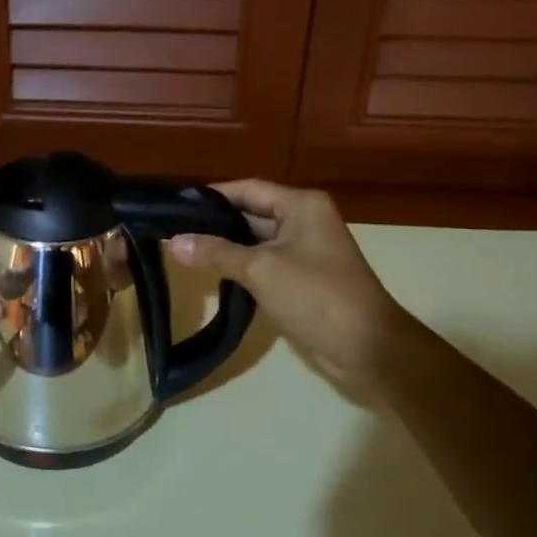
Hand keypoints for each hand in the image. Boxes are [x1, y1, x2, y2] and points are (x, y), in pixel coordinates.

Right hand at [166, 180, 400, 392]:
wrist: (366, 347)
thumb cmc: (315, 296)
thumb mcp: (260, 270)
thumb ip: (216, 252)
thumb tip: (173, 241)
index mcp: (301, 205)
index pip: (247, 189)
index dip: (211, 196)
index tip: (174, 205)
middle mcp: (303, 220)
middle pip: (249, 213)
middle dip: (214, 223)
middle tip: (171, 229)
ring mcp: (302, 250)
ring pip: (254, 240)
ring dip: (223, 246)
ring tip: (180, 249)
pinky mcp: (299, 277)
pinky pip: (262, 263)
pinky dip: (238, 266)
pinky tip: (209, 274)